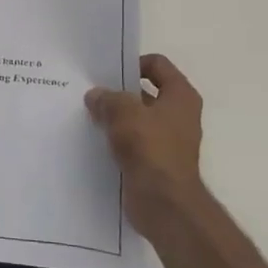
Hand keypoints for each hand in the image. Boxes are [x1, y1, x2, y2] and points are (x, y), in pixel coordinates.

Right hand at [85, 53, 209, 243]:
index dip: (132, 64)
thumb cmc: (151, 149)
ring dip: (115, 117)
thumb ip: (108, 99)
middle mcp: (178, 114)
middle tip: (90, 93)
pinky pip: (133, 141)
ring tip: (87, 116)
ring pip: (136, 118)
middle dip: (118, 92)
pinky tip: (94, 140)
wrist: (164, 203)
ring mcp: (168, 139)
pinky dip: (116, 139)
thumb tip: (96, 96)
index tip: (106, 73)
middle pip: (145, 92)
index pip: (157, 64)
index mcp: (180, 96)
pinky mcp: (155, 161)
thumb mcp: (124, 114)